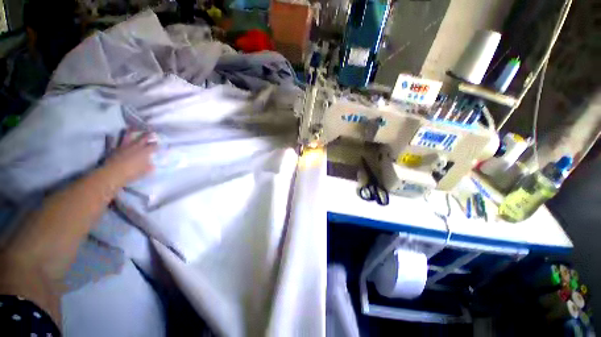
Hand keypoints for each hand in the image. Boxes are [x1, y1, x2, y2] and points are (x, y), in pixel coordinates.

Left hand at [102, 131, 157, 185]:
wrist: (113, 174)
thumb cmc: (131, 173)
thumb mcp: (144, 171)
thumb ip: (149, 167)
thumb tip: (152, 165)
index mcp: (144, 152)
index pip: (152, 146)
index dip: (156, 145)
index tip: (158, 143)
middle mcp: (134, 147)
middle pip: (142, 139)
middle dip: (147, 135)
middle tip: (151, 131)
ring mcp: (123, 147)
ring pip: (127, 137)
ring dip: (129, 132)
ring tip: (131, 127)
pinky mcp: (113, 149)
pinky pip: (112, 142)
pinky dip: (111, 138)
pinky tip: (109, 135)